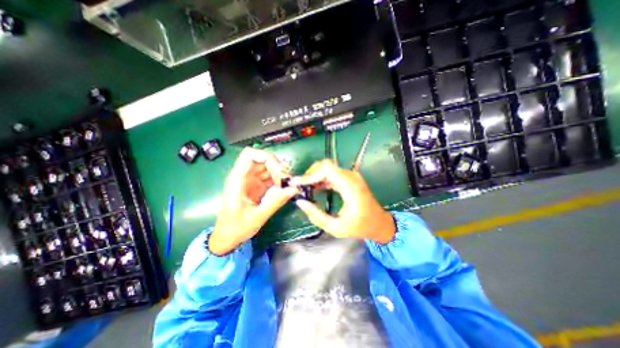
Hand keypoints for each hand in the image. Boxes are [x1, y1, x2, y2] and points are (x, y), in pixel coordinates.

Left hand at [207, 146, 297, 254]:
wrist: (227, 237)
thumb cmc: (236, 228)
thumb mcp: (257, 216)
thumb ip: (276, 201)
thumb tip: (294, 189)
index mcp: (238, 180)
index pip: (250, 155)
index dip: (266, 157)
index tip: (278, 170)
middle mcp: (244, 176)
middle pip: (262, 159)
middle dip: (276, 166)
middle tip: (286, 180)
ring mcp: (251, 180)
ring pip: (268, 167)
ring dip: (279, 173)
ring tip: (288, 185)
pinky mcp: (257, 186)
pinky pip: (270, 177)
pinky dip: (278, 180)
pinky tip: (285, 188)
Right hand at [290, 159, 390, 243]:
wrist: (379, 223)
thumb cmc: (360, 227)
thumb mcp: (336, 227)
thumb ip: (316, 216)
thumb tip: (300, 202)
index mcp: (350, 186)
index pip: (327, 169)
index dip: (310, 174)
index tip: (298, 184)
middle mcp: (351, 176)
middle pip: (326, 165)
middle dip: (310, 174)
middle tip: (300, 187)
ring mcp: (351, 176)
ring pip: (328, 168)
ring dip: (314, 176)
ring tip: (304, 188)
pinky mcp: (349, 179)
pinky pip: (332, 174)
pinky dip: (321, 179)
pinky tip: (314, 188)